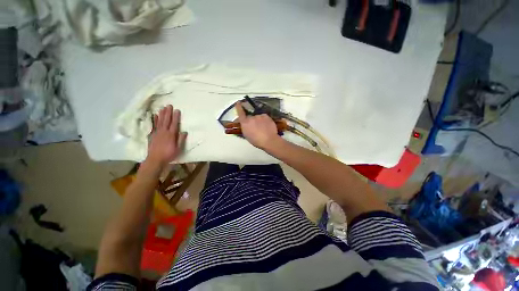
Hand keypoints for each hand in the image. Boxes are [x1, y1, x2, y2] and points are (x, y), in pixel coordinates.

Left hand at [146, 105, 186, 166]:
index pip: (174, 124)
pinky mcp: (152, 135)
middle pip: (166, 121)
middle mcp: (164, 132)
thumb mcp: (178, 148)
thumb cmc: (168, 154)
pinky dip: (154, 120)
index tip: (177, 110)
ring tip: (162, 108)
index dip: (176, 117)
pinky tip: (155, 116)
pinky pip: (153, 126)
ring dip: (161, 114)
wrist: (155, 159)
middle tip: (169, 105)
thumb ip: (181, 139)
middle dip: (168, 113)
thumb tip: (184, 131)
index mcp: (171, 135)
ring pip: (159, 122)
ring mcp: (157, 133)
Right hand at [235, 102, 282, 149]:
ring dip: (258, 120)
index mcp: (245, 123)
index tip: (238, 103)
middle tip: (255, 126)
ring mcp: (259, 116)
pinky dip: (264, 120)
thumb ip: (244, 128)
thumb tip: (245, 125)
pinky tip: (266, 126)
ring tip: (262, 128)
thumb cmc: (257, 141)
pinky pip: (264, 117)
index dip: (238, 107)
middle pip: (250, 116)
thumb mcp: (247, 135)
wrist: (269, 140)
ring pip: (257, 116)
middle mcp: (251, 117)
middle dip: (251, 120)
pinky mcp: (266, 116)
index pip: (240, 112)